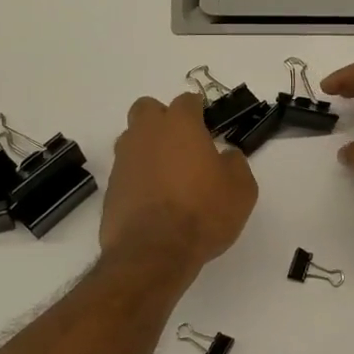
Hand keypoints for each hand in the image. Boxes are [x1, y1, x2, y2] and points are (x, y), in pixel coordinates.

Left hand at [100, 93, 257, 268]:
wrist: (154, 252)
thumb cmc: (203, 213)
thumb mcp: (241, 189)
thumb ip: (235, 163)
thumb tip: (225, 156)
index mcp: (180, 125)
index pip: (187, 101)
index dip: (199, 111)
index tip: (208, 126)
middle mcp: (146, 134)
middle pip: (147, 108)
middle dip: (163, 118)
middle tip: (183, 144)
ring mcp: (124, 160)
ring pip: (132, 138)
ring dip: (148, 147)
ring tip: (168, 174)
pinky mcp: (111, 187)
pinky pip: (126, 170)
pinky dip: (138, 176)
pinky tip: (154, 198)